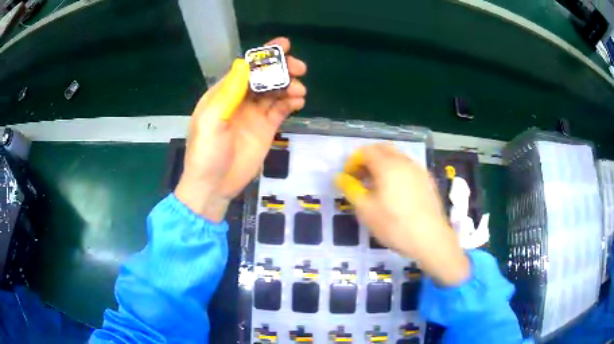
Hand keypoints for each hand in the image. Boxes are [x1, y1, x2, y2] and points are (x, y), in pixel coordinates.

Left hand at [175, 37, 306, 221]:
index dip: (264, 55)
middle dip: (282, 69)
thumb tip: (244, 63)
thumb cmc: (206, 153)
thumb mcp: (211, 121)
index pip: (246, 68)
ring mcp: (254, 114)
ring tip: (299, 90)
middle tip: (299, 69)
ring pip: (275, 92)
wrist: (214, 186)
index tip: (284, 45)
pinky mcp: (265, 128)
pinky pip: (281, 110)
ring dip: (289, 86)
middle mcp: (240, 100)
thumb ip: (228, 92)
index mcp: (223, 93)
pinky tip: (299, 102)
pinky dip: (291, 103)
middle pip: (264, 77)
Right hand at [335, 144, 469, 285]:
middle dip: (368, 158)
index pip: (366, 151)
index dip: (353, 161)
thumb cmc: (394, 225)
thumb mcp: (366, 210)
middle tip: (361, 177)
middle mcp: (404, 161)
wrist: (430, 238)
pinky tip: (396, 192)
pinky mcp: (428, 180)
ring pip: (397, 157)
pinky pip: (408, 167)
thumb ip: (351, 189)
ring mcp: (419, 170)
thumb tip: (340, 177)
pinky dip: (397, 171)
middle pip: (383, 148)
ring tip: (377, 186)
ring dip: (383, 164)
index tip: (348, 177)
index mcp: (387, 165)